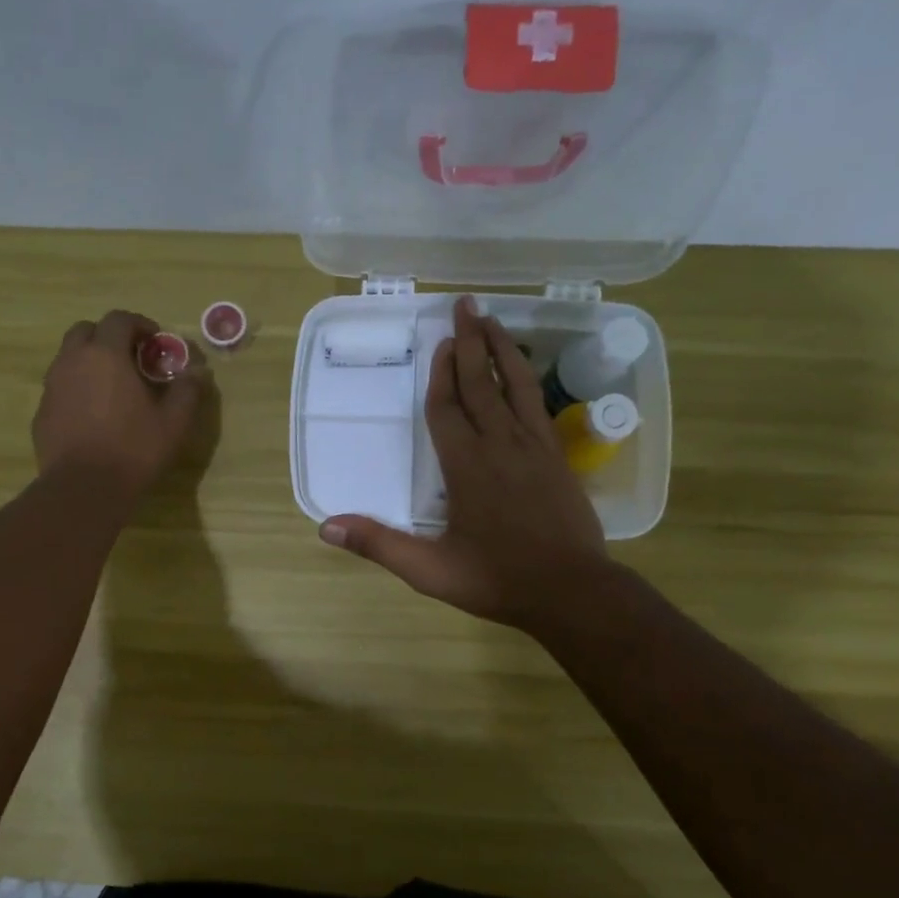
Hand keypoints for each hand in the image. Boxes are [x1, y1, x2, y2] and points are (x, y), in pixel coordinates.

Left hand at [33, 310, 208, 501]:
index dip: (140, 324)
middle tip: (131, 359)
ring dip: (91, 362)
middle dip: (109, 337)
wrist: (83, 489)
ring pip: (69, 359)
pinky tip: (93, 415)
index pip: (119, 319)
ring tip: (113, 388)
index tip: (156, 341)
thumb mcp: (173, 422)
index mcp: (106, 354)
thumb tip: (198, 372)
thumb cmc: (133, 450)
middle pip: (86, 331)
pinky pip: (61, 388)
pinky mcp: (42, 413)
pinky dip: (77, 389)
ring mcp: (52, 387)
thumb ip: (187, 391)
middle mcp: (72, 361)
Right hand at [320, 297, 608, 633]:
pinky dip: (527, 380)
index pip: (447, 409)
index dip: (441, 375)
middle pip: (482, 384)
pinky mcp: (558, 458)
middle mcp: (501, 446)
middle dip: (471, 343)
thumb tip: (326, 528)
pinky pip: (538, 405)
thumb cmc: (497, 580)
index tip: (440, 343)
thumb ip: (379, 545)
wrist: (572, 592)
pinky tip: (524, 371)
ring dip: (503, 350)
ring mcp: (535, 448)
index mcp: (467, 467)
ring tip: (493, 320)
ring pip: (516, 386)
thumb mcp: (430, 570)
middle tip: (465, 305)